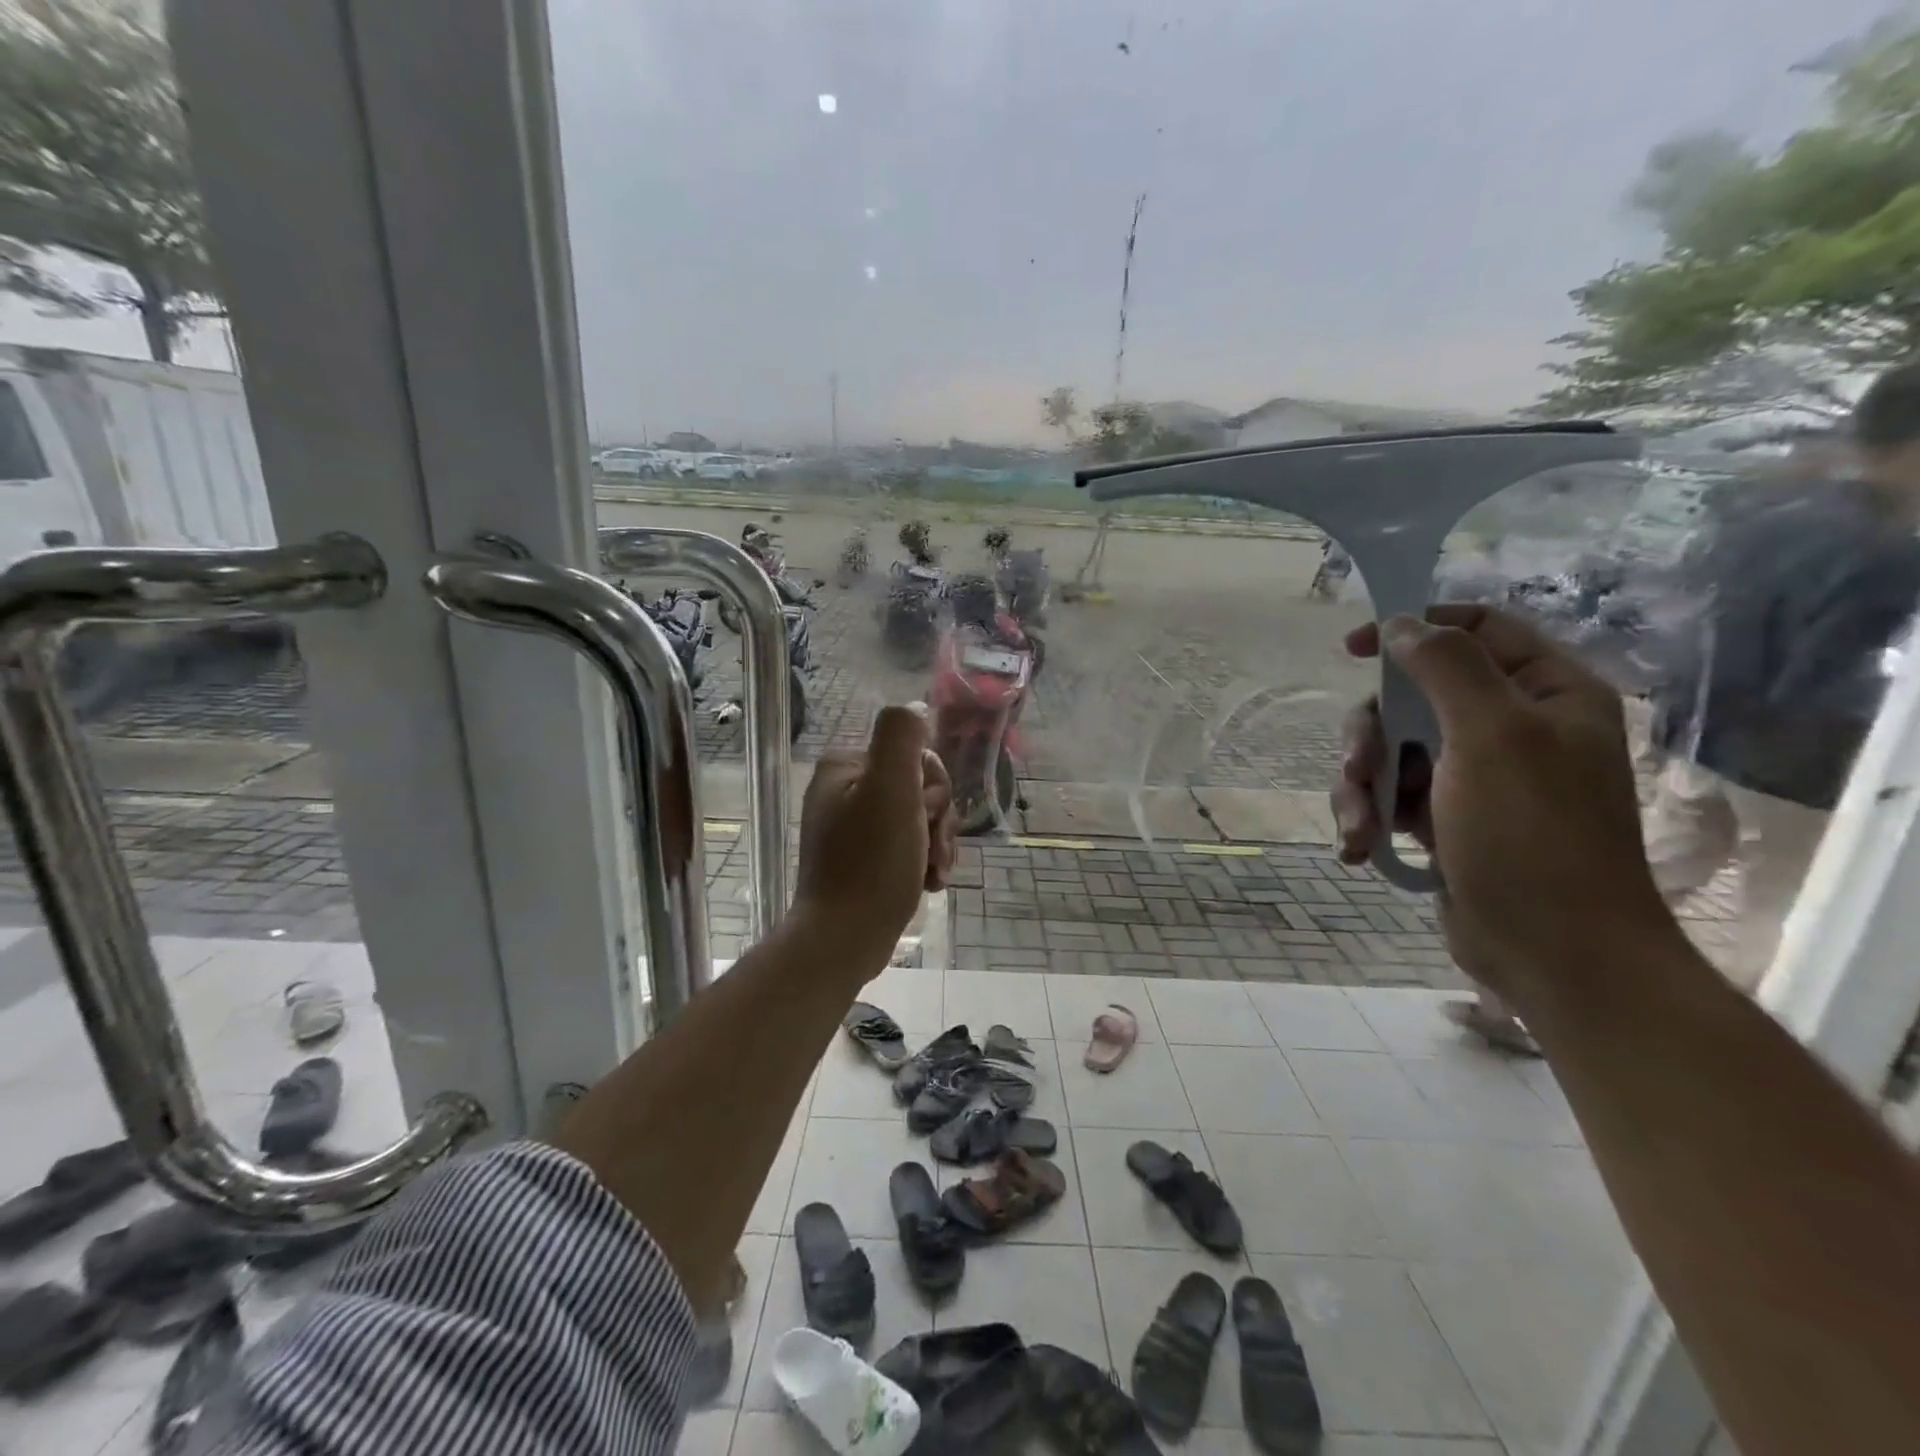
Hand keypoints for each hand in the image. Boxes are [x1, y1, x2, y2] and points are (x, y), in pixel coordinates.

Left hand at [795, 703, 955, 961]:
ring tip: (934, 875)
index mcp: (845, 767)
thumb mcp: (891, 789)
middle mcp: (844, 791)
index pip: (916, 759)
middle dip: (937, 823)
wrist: (844, 939)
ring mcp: (851, 828)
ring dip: (936, 846)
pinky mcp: (861, 860)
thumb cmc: (871, 863)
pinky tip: (928, 884)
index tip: (929, 819)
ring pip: (919, 821)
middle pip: (919, 790)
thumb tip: (915, 707)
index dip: (935, 790)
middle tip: (932, 853)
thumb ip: (902, 738)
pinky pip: (907, 847)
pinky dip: (923, 864)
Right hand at [1331, 607, 1671, 999]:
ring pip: (1390, 749)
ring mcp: (1474, 775)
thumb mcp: (1492, 736)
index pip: (1476, 629)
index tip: (1354, 649)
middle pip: (1412, 695)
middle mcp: (1510, 726)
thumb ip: (1447, 667)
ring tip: (1359, 829)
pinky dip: (1368, 817)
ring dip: (1361, 787)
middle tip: (1358, 768)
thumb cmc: (1532, 835)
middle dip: (1373, 735)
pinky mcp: (1444, 818)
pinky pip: (1388, 794)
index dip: (1413, 628)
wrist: (1552, 952)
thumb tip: (1400, 624)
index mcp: (1543, 693)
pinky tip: (1361, 848)